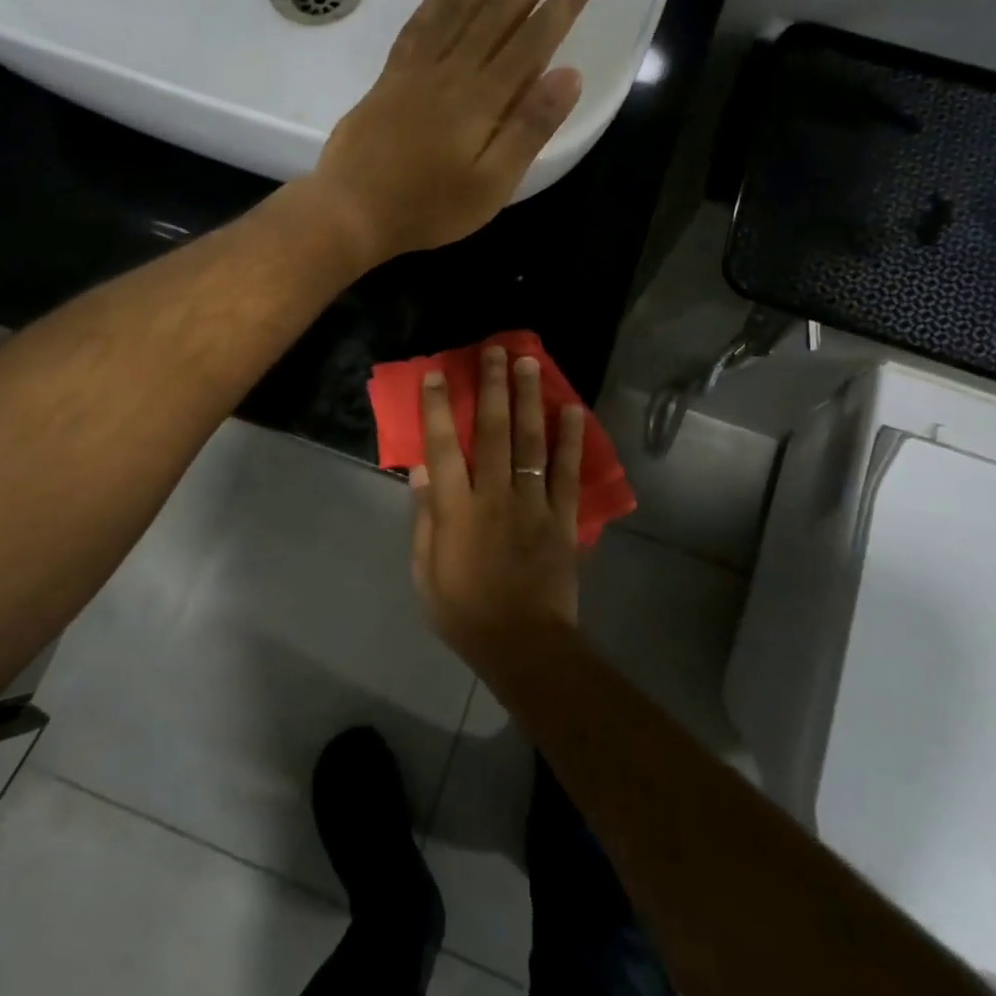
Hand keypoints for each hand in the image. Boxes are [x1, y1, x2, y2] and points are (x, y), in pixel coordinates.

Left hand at [309, 0, 598, 263]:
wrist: (352, 210)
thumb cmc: (429, 207)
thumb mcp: (491, 185)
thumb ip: (529, 129)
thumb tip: (569, 75)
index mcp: (484, 99)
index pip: (533, 41)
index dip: (562, 4)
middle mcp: (453, 73)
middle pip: (498, 14)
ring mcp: (417, 72)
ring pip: (457, 8)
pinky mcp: (390, 80)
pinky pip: (417, 28)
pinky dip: (434, 0)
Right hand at [409, 343, 586, 670]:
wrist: (522, 644)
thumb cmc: (464, 611)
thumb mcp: (425, 571)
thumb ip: (425, 517)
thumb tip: (422, 469)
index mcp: (457, 509)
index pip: (442, 447)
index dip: (437, 408)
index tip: (437, 374)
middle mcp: (494, 496)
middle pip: (492, 431)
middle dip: (492, 387)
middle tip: (495, 351)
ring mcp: (533, 504)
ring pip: (531, 442)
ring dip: (529, 400)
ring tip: (530, 364)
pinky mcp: (562, 518)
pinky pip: (567, 473)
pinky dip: (571, 440)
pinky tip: (573, 411)